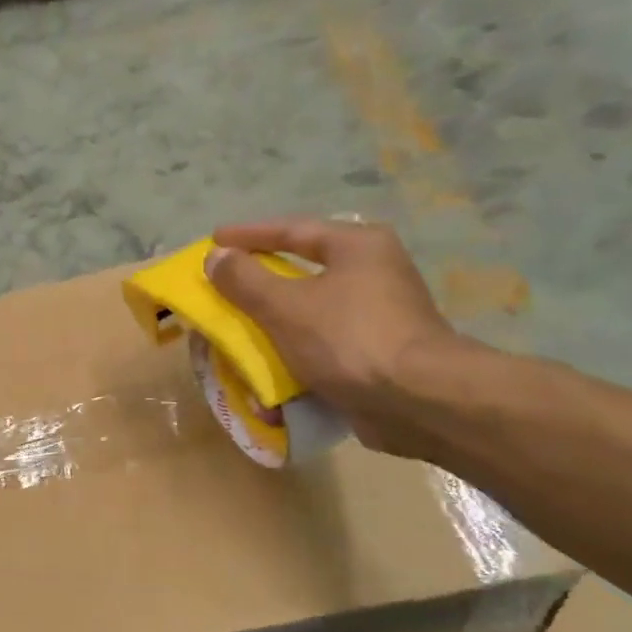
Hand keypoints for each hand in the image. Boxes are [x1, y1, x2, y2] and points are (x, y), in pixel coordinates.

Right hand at [204, 217, 476, 456]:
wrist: (417, 401)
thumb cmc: (348, 339)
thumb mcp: (285, 306)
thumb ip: (245, 280)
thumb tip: (216, 257)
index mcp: (357, 246)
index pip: (292, 230)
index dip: (248, 235)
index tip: (214, 240)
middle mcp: (374, 272)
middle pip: (303, 271)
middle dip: (260, 284)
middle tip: (225, 286)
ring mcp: (379, 315)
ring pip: (312, 312)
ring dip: (274, 325)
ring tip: (241, 332)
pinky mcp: (379, 353)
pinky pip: (324, 346)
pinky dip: (295, 355)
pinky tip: (272, 372)